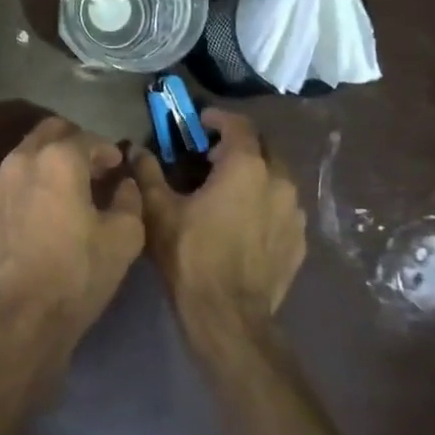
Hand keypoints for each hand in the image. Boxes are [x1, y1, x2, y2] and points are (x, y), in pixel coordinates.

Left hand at [0, 117, 144, 355]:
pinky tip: (42, 209)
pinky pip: (10, 179)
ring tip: (67, 189)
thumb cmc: (76, 273)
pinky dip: (30, 182)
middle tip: (93, 169)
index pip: (88, 139)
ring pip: (26, 154)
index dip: (108, 152)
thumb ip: (129, 200)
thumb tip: (124, 185)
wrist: (18, 315)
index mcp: (58, 159)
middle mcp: (21, 159)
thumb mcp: (123, 237)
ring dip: (49, 161)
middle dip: (75, 143)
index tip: (118, 168)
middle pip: (50, 132)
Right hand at [131, 109, 305, 347]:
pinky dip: (265, 203)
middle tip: (211, 155)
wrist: (228, 316)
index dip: (218, 118)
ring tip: (228, 189)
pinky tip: (244, 221)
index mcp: (246, 167)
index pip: (238, 124)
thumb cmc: (190, 256)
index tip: (200, 121)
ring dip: (255, 174)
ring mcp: (294, 213)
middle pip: (264, 147)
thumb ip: (148, 173)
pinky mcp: (299, 240)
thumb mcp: (159, 211)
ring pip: (277, 178)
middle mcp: (279, 181)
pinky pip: (283, 208)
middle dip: (239, 144)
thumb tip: (135, 149)